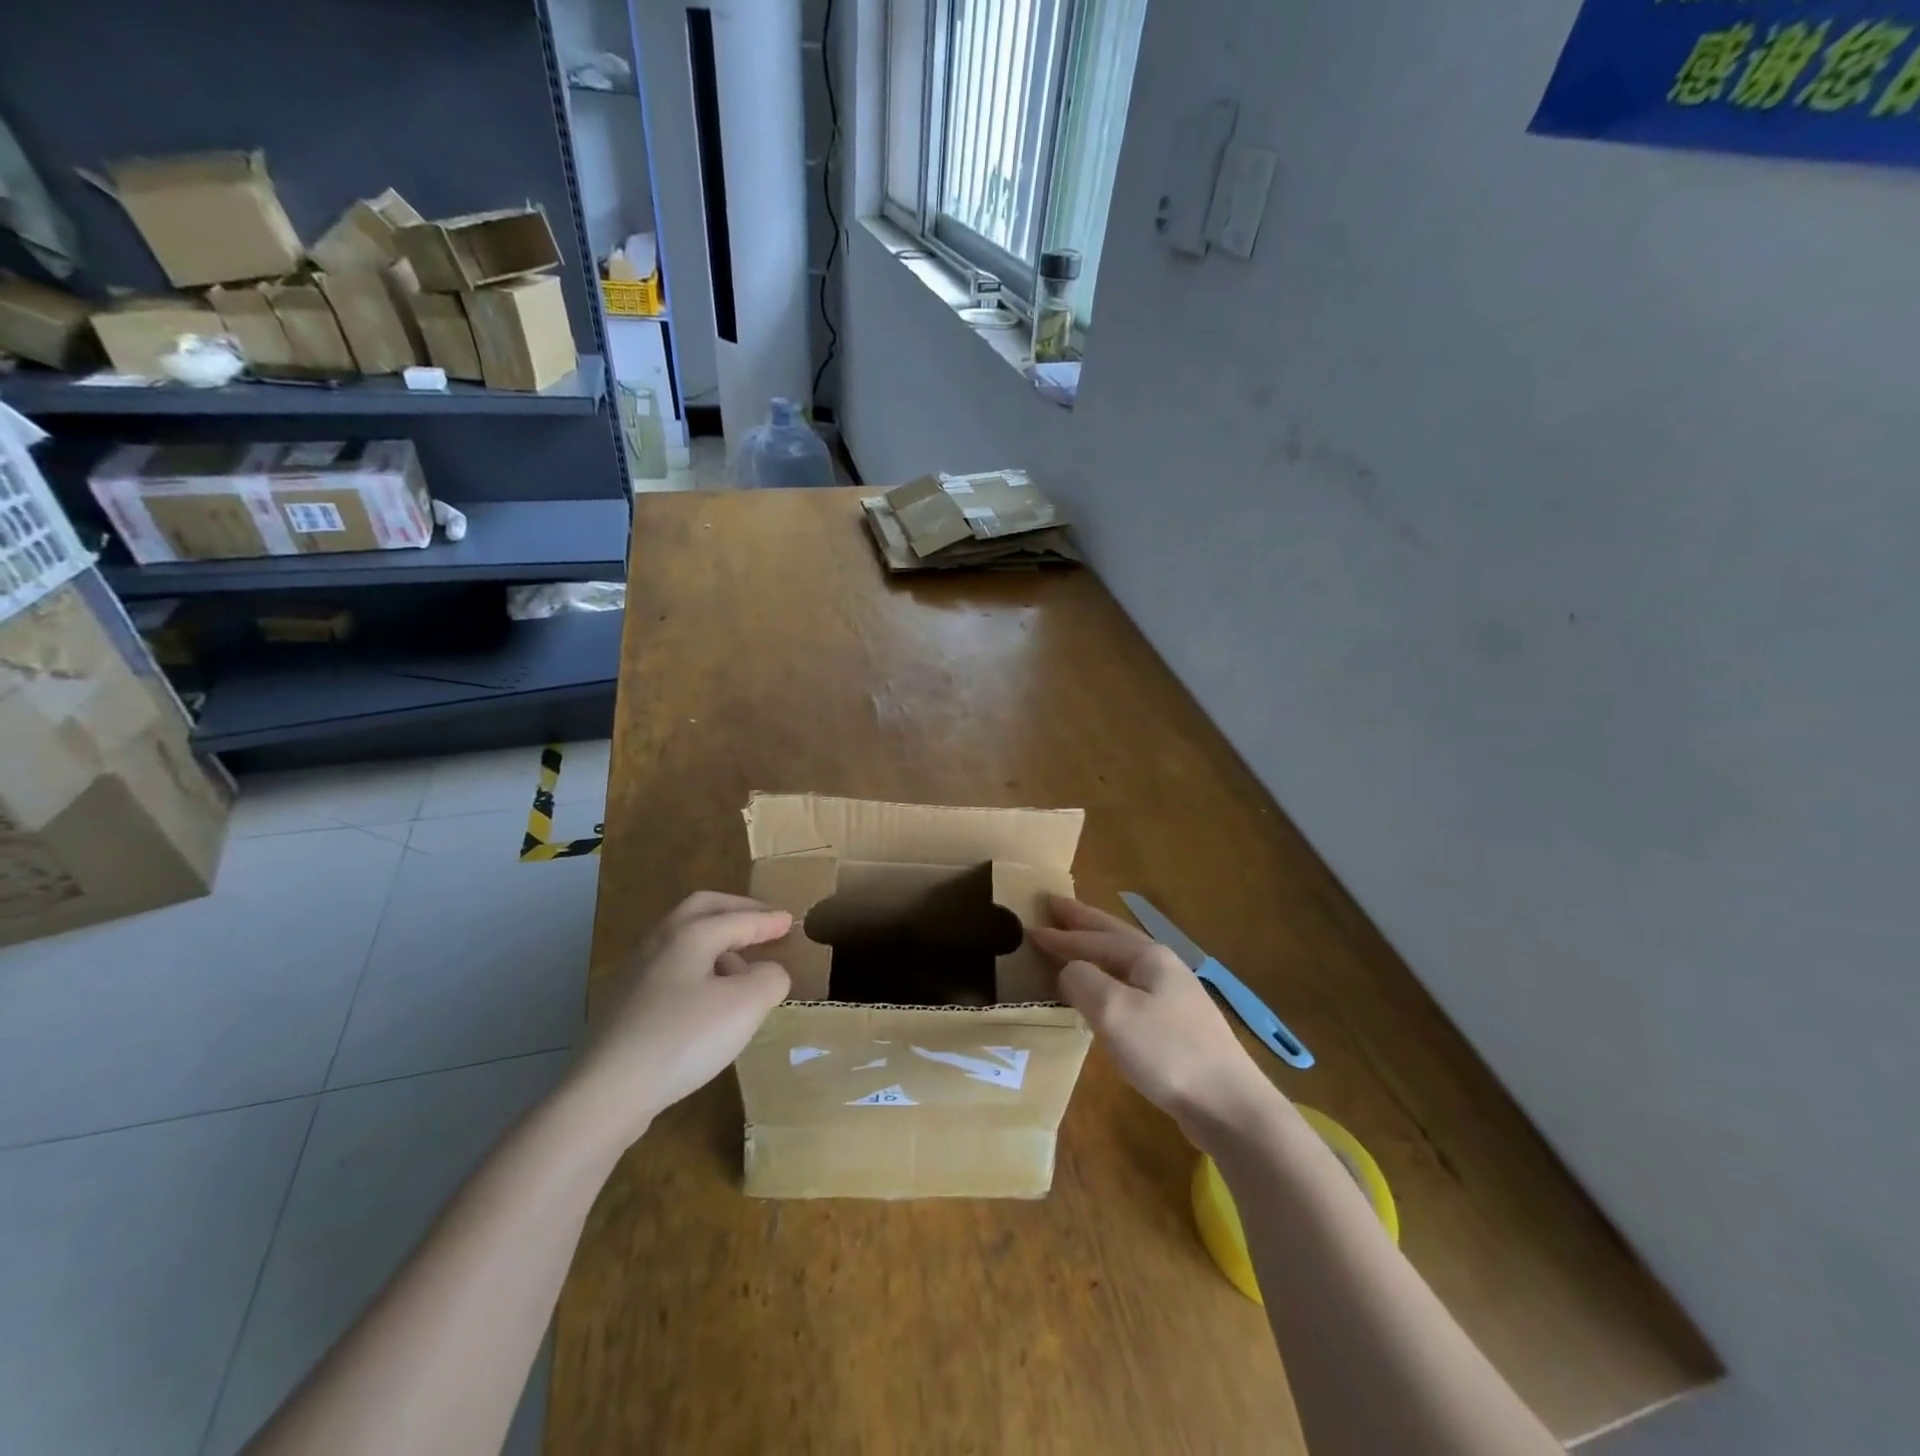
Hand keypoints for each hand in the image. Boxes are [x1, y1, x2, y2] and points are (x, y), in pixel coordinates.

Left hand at [567, 892, 792, 1143]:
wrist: (607, 1091)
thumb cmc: (684, 1038)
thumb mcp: (746, 1005)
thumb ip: (770, 978)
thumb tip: (769, 972)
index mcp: (691, 934)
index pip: (739, 918)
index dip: (768, 920)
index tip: (790, 920)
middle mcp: (660, 942)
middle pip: (702, 910)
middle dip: (736, 911)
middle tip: (763, 922)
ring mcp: (637, 972)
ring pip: (683, 938)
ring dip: (717, 940)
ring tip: (741, 968)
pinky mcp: (625, 1003)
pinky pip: (671, 968)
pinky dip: (698, 967)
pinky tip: (706, 999)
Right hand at [1030, 896, 1279, 1140]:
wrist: (1228, 1104)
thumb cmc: (1166, 1052)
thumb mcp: (1113, 1011)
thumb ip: (1083, 980)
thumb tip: (1069, 970)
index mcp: (1147, 956)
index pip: (1094, 937)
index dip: (1061, 934)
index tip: (1030, 926)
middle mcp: (1162, 966)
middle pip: (1114, 936)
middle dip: (1082, 921)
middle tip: (1054, 905)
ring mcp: (1174, 995)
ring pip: (1124, 960)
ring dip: (1095, 948)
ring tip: (1072, 943)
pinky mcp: (1177, 1024)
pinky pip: (1131, 987)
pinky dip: (1108, 978)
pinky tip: (1102, 993)